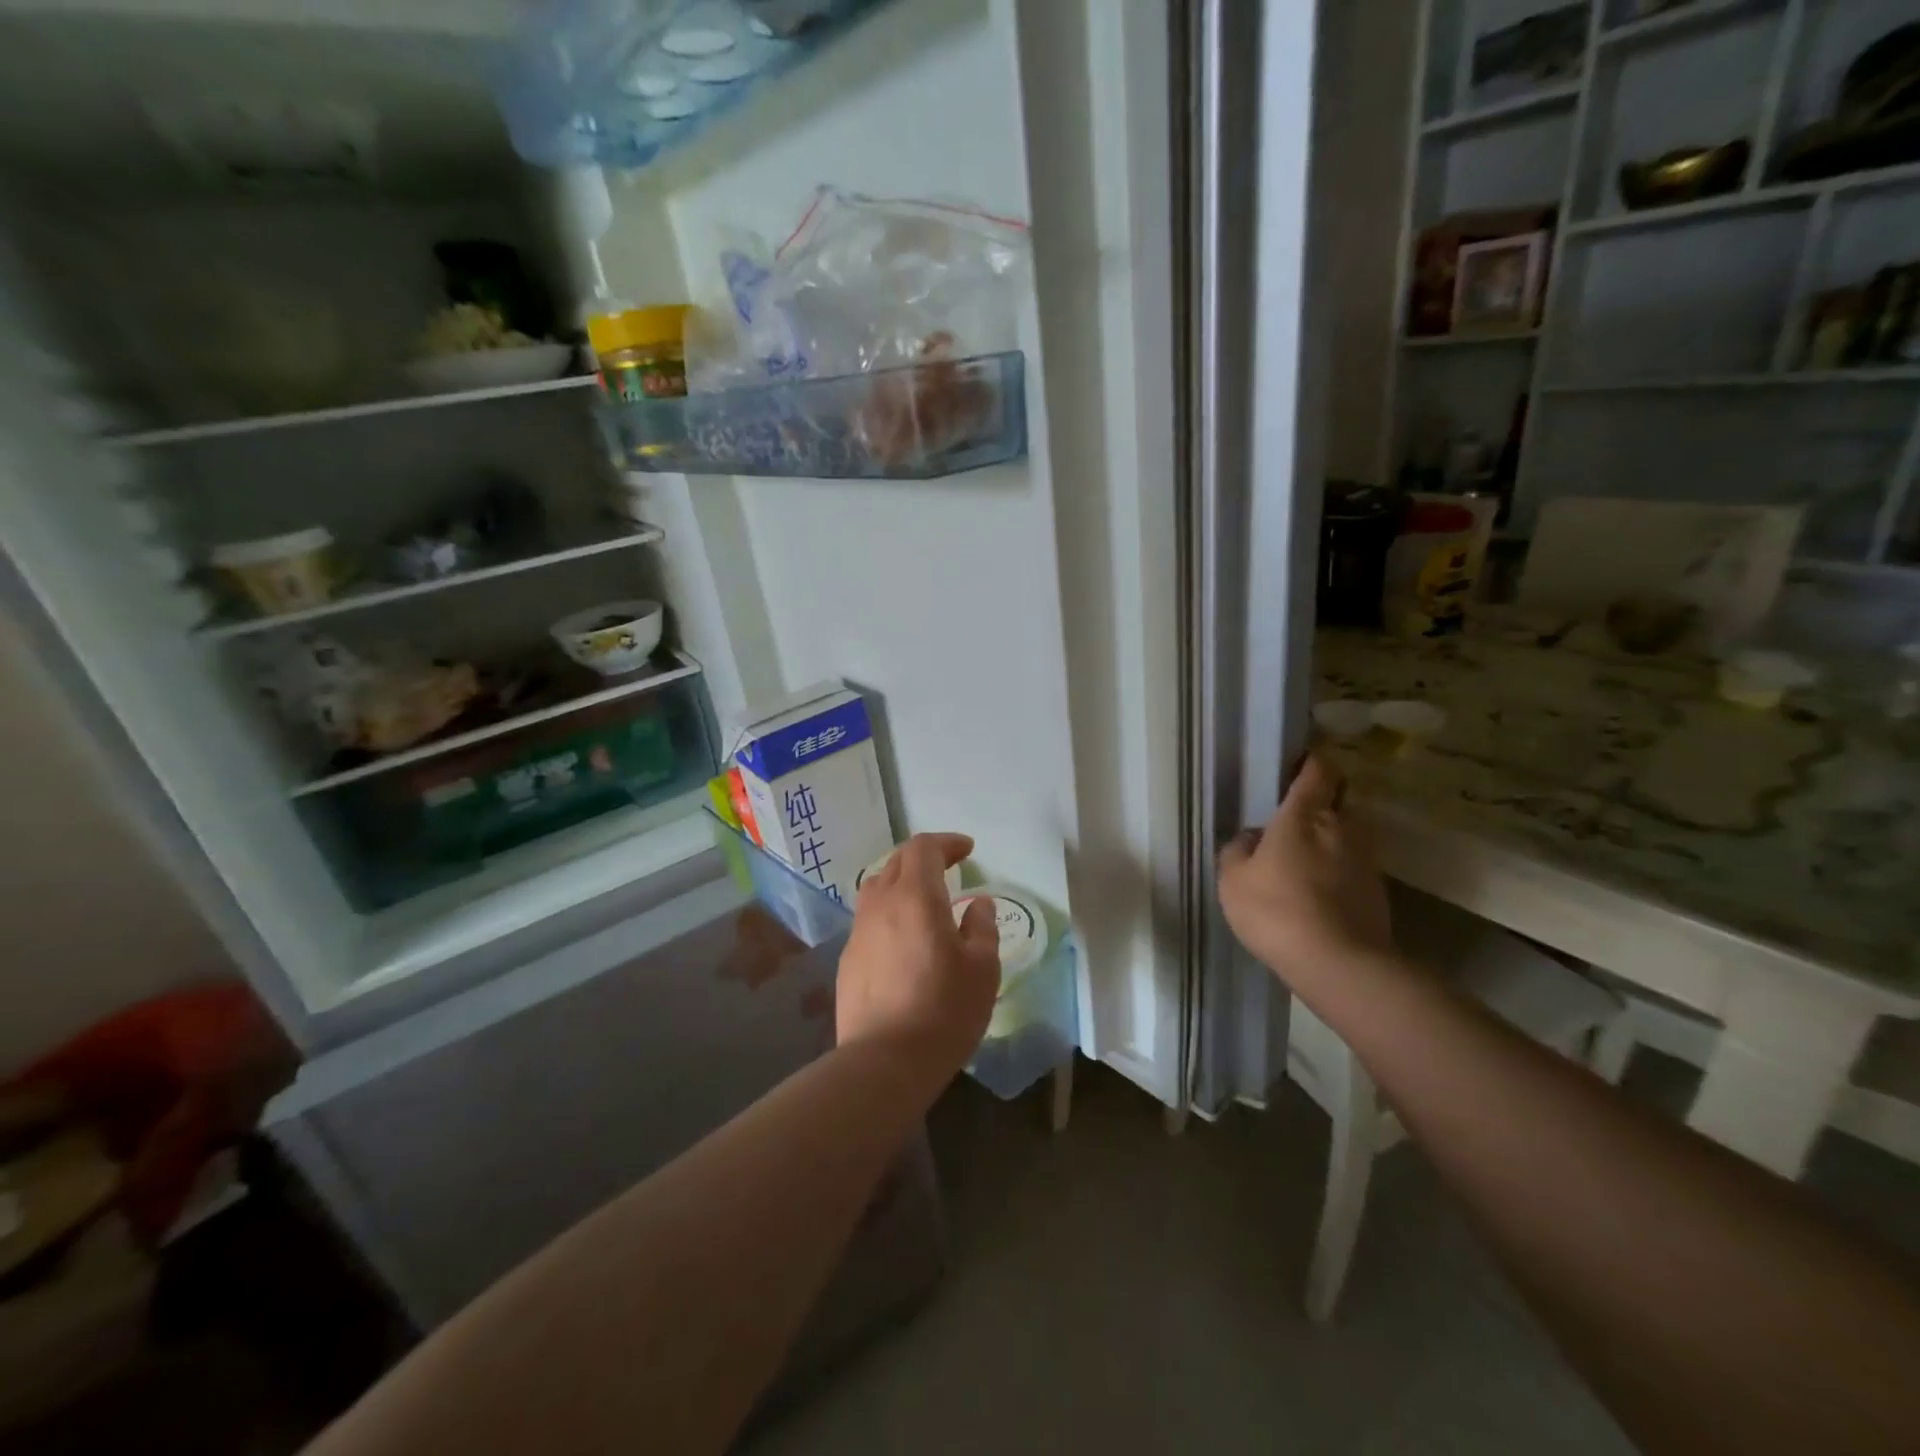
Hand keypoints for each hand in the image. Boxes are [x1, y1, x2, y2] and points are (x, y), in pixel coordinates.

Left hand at [837, 833, 999, 1071]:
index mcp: (915, 896)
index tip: (967, 850)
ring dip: (901, 882)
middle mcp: (881, 904)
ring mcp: (859, 932)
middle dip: (924, 857)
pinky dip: (889, 913)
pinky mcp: (848, 959)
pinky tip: (903, 940)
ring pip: (877, 888)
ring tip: (923, 900)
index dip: (946, 843)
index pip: (924, 848)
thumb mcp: (982, 968)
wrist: (885, 1061)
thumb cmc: (944, 1009)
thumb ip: (981, 927)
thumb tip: (978, 904)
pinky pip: (869, 920)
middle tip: (949, 868)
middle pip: (897, 862)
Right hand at [1218, 755, 1392, 987]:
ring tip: (1308, 857)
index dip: (1311, 762)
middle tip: (1296, 817)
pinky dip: (1341, 868)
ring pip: (1350, 833)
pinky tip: (1322, 890)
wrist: (1338, 963)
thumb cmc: (1276, 910)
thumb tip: (1251, 838)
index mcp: (1303, 815)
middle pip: (1339, 799)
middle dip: (1323, 801)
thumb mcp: (1233, 881)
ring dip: (1333, 837)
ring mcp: (1366, 858)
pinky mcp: (1379, 889)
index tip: (1300, 763)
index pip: (1317, 771)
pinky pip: (1356, 864)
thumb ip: (1238, 851)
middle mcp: (1341, 826)